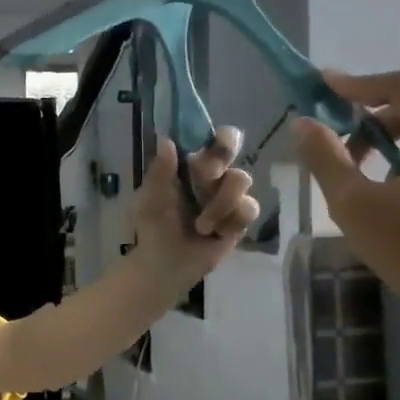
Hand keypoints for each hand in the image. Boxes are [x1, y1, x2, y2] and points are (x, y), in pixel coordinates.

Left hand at [130, 127, 259, 289]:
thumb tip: (165, 139)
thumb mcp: (151, 198)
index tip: (206, 148)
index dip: (215, 136)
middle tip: (204, 177)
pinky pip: (248, 209)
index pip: (212, 137)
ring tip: (200, 226)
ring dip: (220, 203)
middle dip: (217, 163)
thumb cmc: (154, 226)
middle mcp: (214, 175)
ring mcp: (230, 196)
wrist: (165, 264)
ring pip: (242, 179)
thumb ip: (160, 170)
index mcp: (191, 164)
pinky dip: (229, 222)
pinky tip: (215, 234)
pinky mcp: (240, 219)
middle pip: (233, 148)